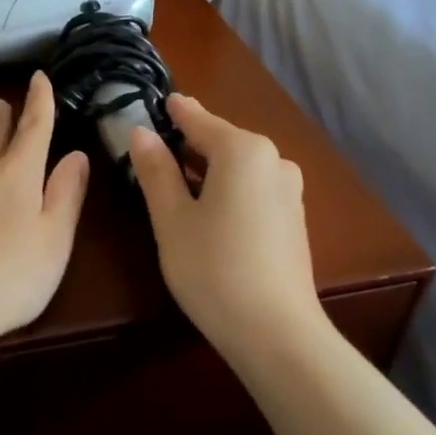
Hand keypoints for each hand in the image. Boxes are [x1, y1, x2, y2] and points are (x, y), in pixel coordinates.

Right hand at [130, 95, 324, 360]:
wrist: (276, 332)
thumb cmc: (213, 269)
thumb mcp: (172, 219)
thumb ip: (156, 170)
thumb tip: (141, 133)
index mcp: (243, 151)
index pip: (198, 119)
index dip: (173, 112)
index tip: (155, 102)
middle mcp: (274, 160)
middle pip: (222, 142)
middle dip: (189, 144)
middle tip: (154, 151)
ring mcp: (290, 190)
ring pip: (239, 167)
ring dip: (209, 169)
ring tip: (177, 183)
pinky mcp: (294, 218)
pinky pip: (254, 189)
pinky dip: (229, 189)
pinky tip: (210, 212)